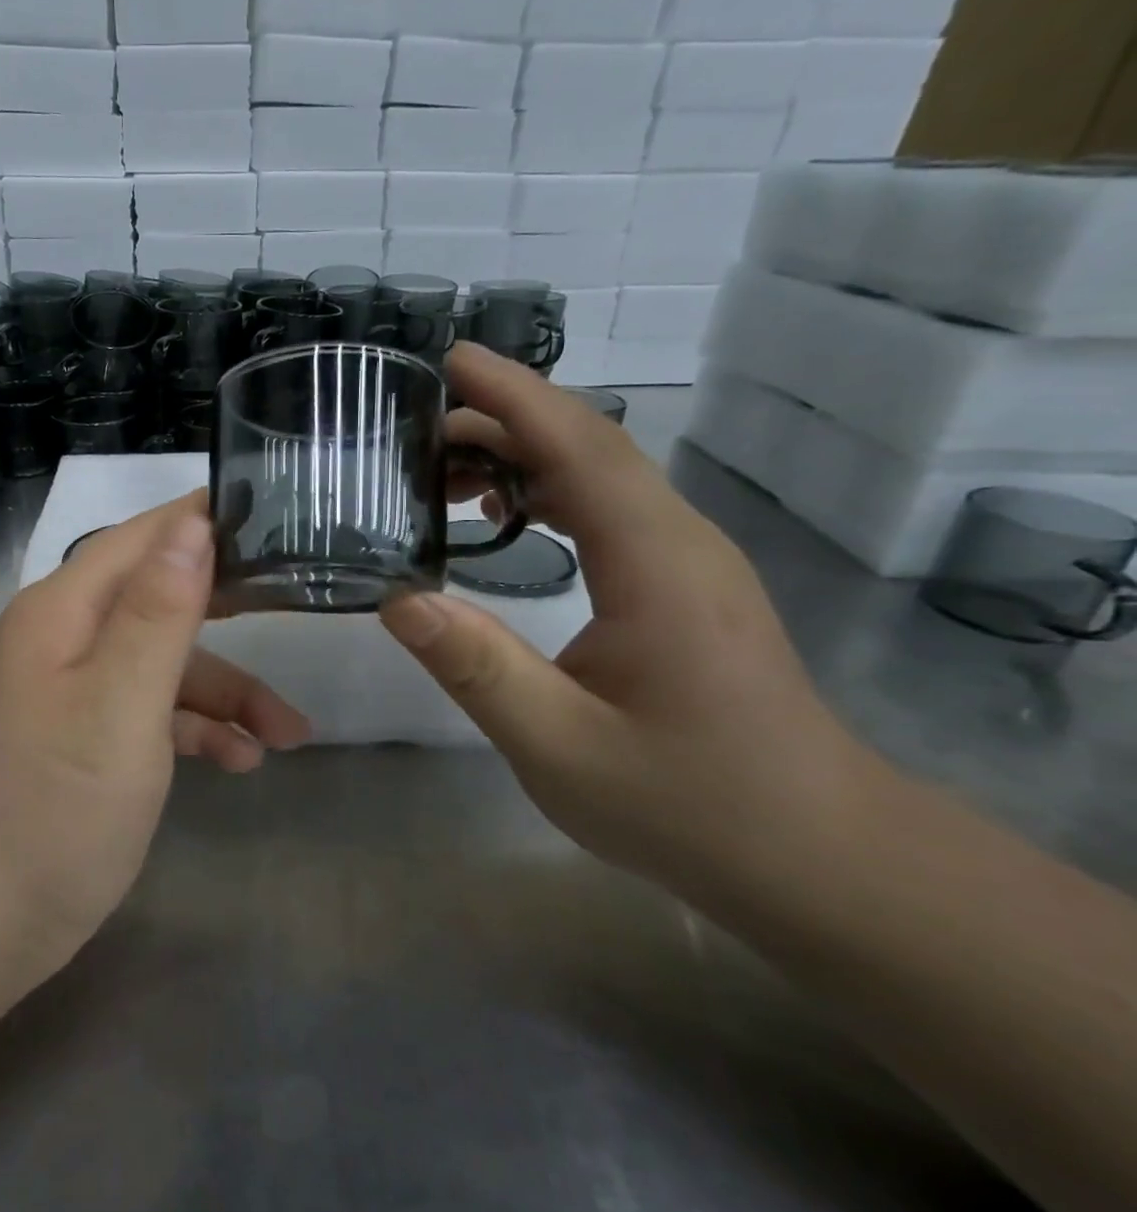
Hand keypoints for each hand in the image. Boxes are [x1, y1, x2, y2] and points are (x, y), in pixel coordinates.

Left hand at [0, 492, 309, 965]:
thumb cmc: (50, 806)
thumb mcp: (118, 703)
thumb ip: (159, 612)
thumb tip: (193, 525)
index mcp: (64, 610)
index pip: (142, 536)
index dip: (203, 520)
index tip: (274, 514)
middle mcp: (67, 638)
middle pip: (160, 597)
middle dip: (230, 608)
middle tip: (299, 604)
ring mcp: (75, 692)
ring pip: (165, 665)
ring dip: (227, 691)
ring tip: (290, 734)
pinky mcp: (86, 741)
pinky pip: (152, 713)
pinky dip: (197, 729)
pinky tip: (242, 762)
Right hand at [383, 345, 882, 889]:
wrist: (814, 852)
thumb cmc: (687, 803)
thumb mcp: (559, 746)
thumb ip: (477, 669)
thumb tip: (398, 600)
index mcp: (655, 564)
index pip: (580, 447)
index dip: (513, 396)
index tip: (450, 359)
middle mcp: (678, 542)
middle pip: (588, 446)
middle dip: (500, 421)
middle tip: (413, 433)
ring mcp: (686, 560)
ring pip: (598, 474)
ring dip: (521, 455)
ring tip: (441, 471)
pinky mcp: (681, 584)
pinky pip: (607, 508)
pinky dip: (546, 490)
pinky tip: (502, 515)